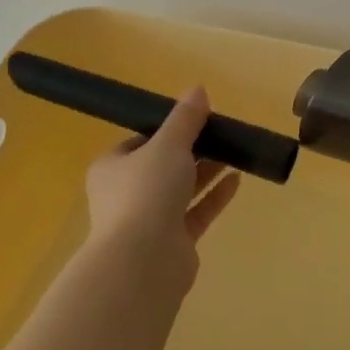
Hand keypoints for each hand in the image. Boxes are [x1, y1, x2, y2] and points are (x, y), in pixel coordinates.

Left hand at [82, 86, 240, 292]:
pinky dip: (214, 196)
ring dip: (207, 172)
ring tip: (236, 153)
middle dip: (193, 150)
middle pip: (163, 165)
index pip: (139, 142)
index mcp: (112, 168)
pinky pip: (196, 212)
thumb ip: (185, 119)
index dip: (167, 130)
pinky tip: (237, 180)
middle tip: (222, 134)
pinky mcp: (172, 241)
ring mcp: (148, 221)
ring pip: (181, 189)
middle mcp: (126, 193)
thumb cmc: (146, 192)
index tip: (196, 120)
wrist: (142, 260)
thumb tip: (197, 90)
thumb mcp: (168, 145)